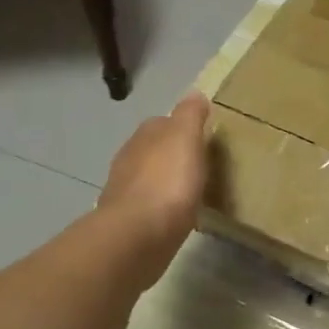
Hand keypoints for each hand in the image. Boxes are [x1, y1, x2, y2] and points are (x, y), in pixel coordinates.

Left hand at [99, 92, 210, 286]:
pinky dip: (162, 208)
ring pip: (150, 179)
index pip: (163, 122)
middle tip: (200, 166)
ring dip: (166, 182)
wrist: (138, 235)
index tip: (203, 138)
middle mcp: (129, 158)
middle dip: (172, 156)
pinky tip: (176, 216)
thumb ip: (190, 115)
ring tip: (191, 192)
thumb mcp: (186, 138)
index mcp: (144, 136)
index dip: (183, 128)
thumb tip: (194, 93)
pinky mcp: (128, 221)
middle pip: (154, 150)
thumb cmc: (167, 181)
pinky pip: (149, 207)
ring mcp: (125, 191)